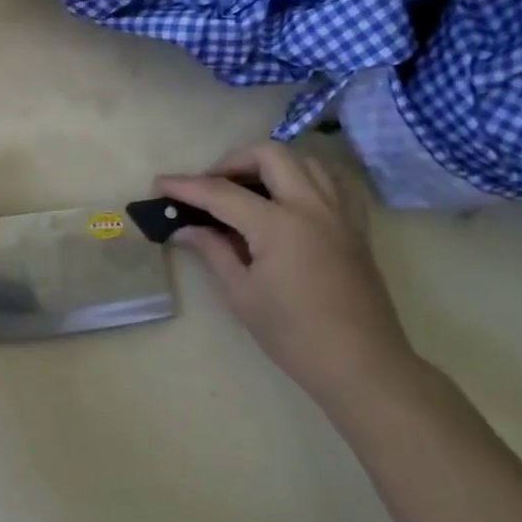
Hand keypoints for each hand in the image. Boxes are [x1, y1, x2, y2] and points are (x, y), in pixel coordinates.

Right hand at [157, 143, 419, 411]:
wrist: (362, 366)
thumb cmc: (294, 335)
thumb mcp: (242, 294)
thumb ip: (213, 251)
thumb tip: (184, 229)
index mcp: (278, 225)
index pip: (220, 192)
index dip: (185, 186)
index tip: (159, 185)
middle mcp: (310, 207)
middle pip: (269, 155)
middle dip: (232, 161)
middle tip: (210, 185)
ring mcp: (339, 214)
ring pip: (305, 161)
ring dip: (271, 165)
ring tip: (249, 189)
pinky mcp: (356, 228)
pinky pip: (335, 183)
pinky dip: (308, 178)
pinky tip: (292, 198)